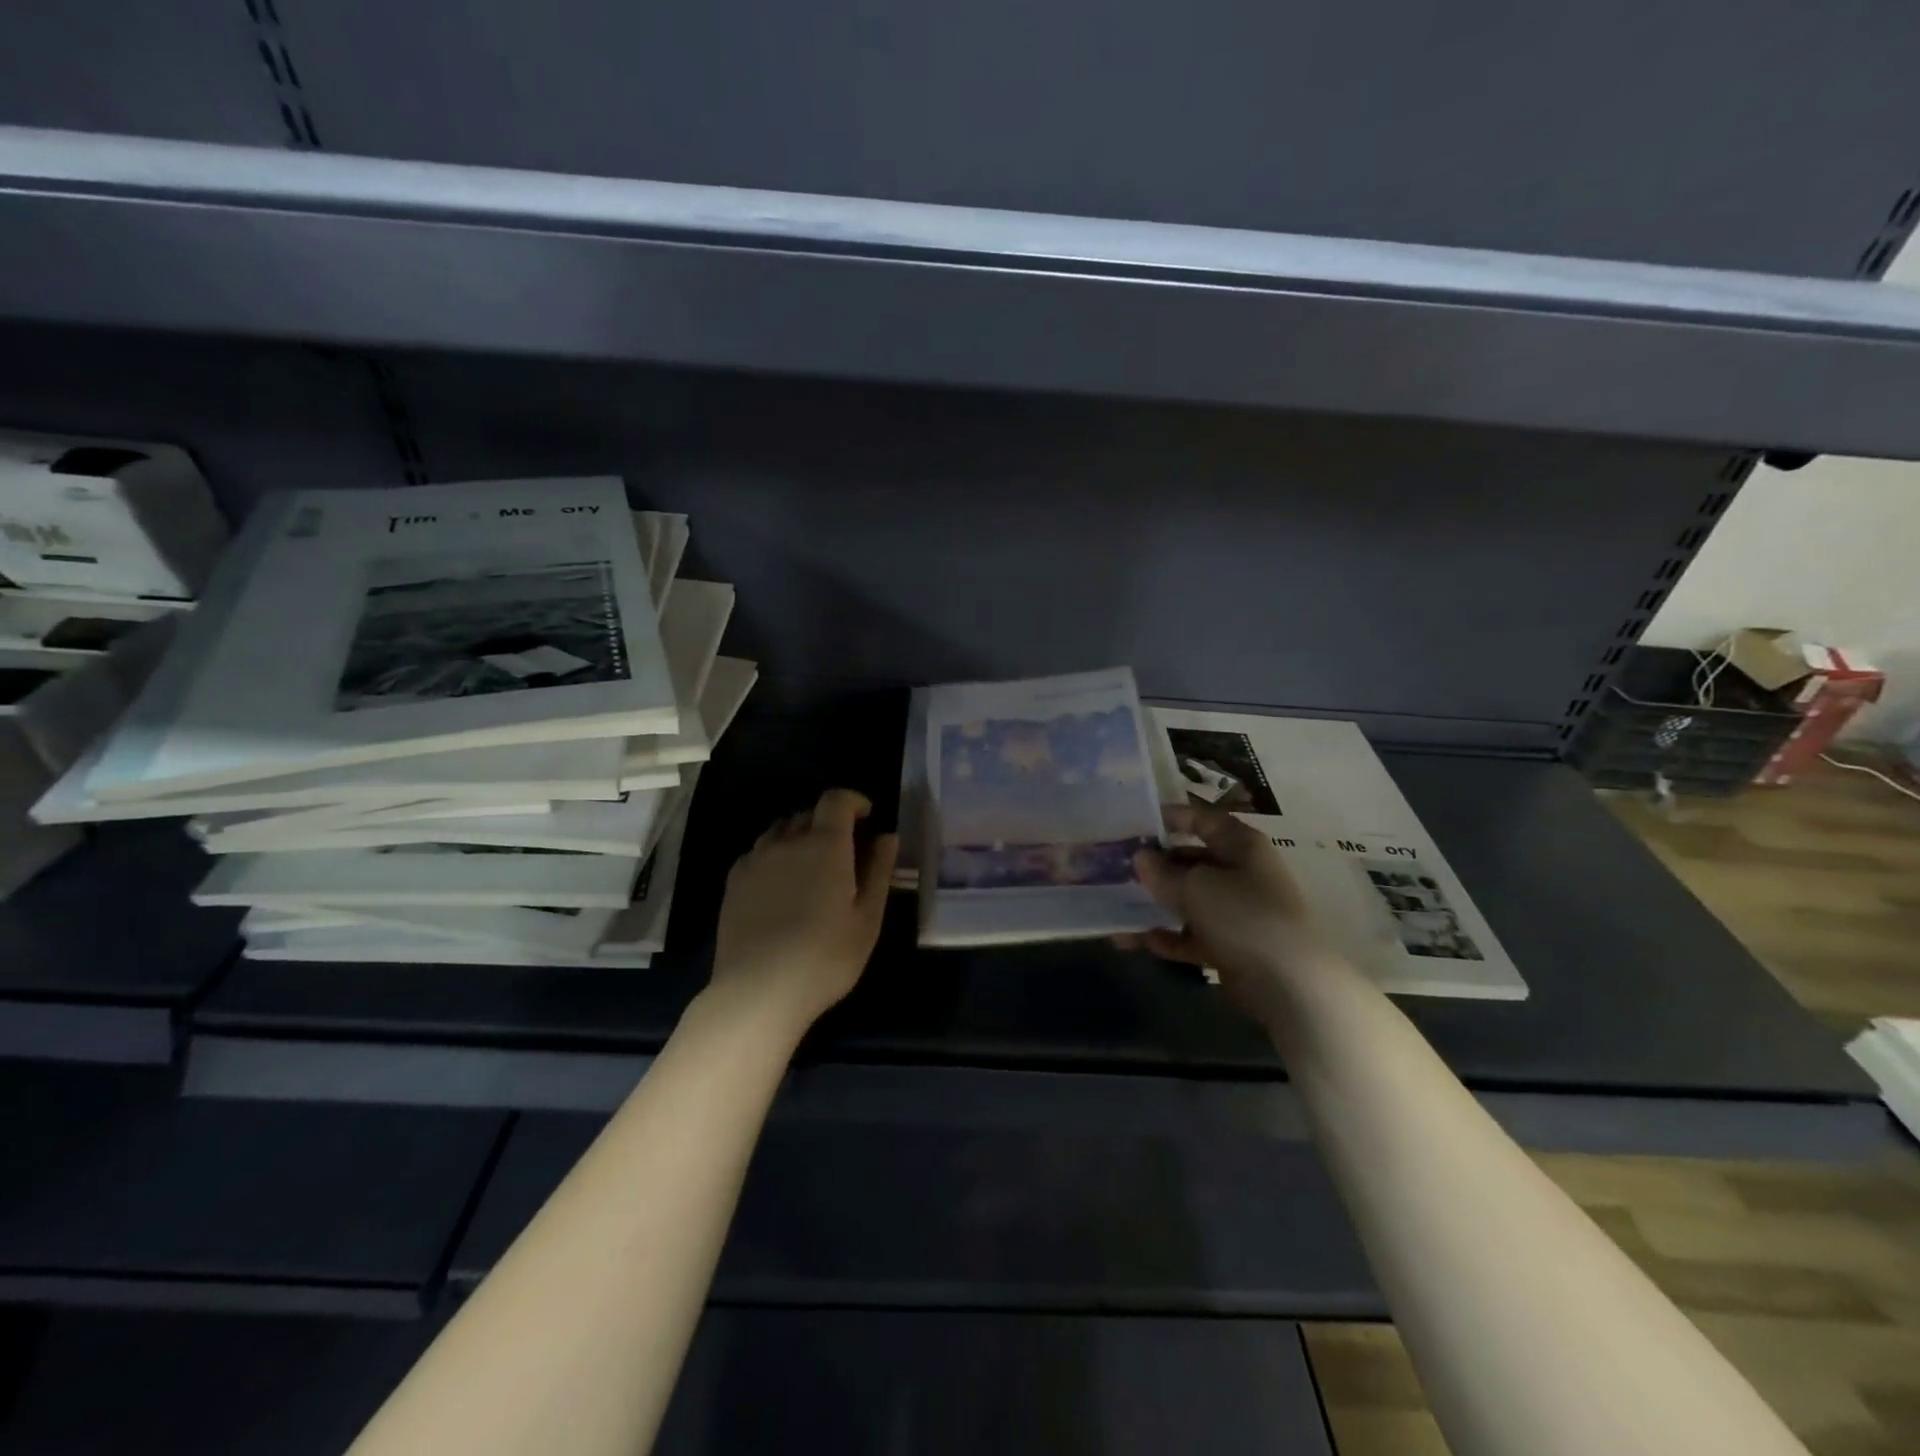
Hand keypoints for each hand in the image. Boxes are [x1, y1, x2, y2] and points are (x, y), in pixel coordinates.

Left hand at [710, 788, 898, 1037]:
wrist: (758, 991)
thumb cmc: (825, 957)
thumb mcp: (867, 919)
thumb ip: (878, 871)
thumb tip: (886, 837)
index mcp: (825, 845)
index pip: (836, 800)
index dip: (853, 801)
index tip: (866, 816)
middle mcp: (787, 842)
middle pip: (807, 814)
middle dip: (828, 822)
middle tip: (843, 851)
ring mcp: (755, 860)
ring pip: (779, 832)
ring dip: (799, 837)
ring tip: (810, 868)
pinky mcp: (733, 882)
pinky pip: (757, 853)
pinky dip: (774, 856)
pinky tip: (780, 886)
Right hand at [1126, 804, 1332, 1023]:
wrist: (1289, 984)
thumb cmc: (1243, 915)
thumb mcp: (1195, 886)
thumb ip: (1162, 872)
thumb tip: (1140, 858)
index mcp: (1240, 846)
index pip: (1202, 820)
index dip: (1170, 818)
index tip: (1133, 823)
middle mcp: (1240, 873)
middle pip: (1190, 861)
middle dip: (1154, 866)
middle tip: (1114, 868)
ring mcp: (1236, 912)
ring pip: (1188, 901)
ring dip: (1154, 904)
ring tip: (1114, 908)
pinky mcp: (1231, 946)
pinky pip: (1191, 934)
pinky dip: (1166, 936)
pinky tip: (1134, 940)